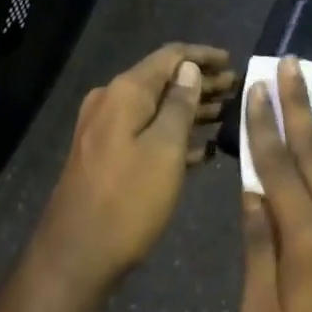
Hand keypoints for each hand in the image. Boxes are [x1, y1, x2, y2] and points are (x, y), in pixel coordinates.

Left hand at [33, 43, 234, 298]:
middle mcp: (111, 100)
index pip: (170, 56)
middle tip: (237, 89)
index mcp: (125, 91)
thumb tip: (189, 68)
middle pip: (163, 80)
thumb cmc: (128, 199)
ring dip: (191, 110)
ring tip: (227, 115)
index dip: (202, 56)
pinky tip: (204, 149)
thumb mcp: (165, 149)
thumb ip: (180, 105)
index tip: (232, 60)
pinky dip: (174, 135)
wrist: (75, 256)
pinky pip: (146, 132)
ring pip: (156, 108)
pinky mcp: (105, 155)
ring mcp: (105, 128)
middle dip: (201, 83)